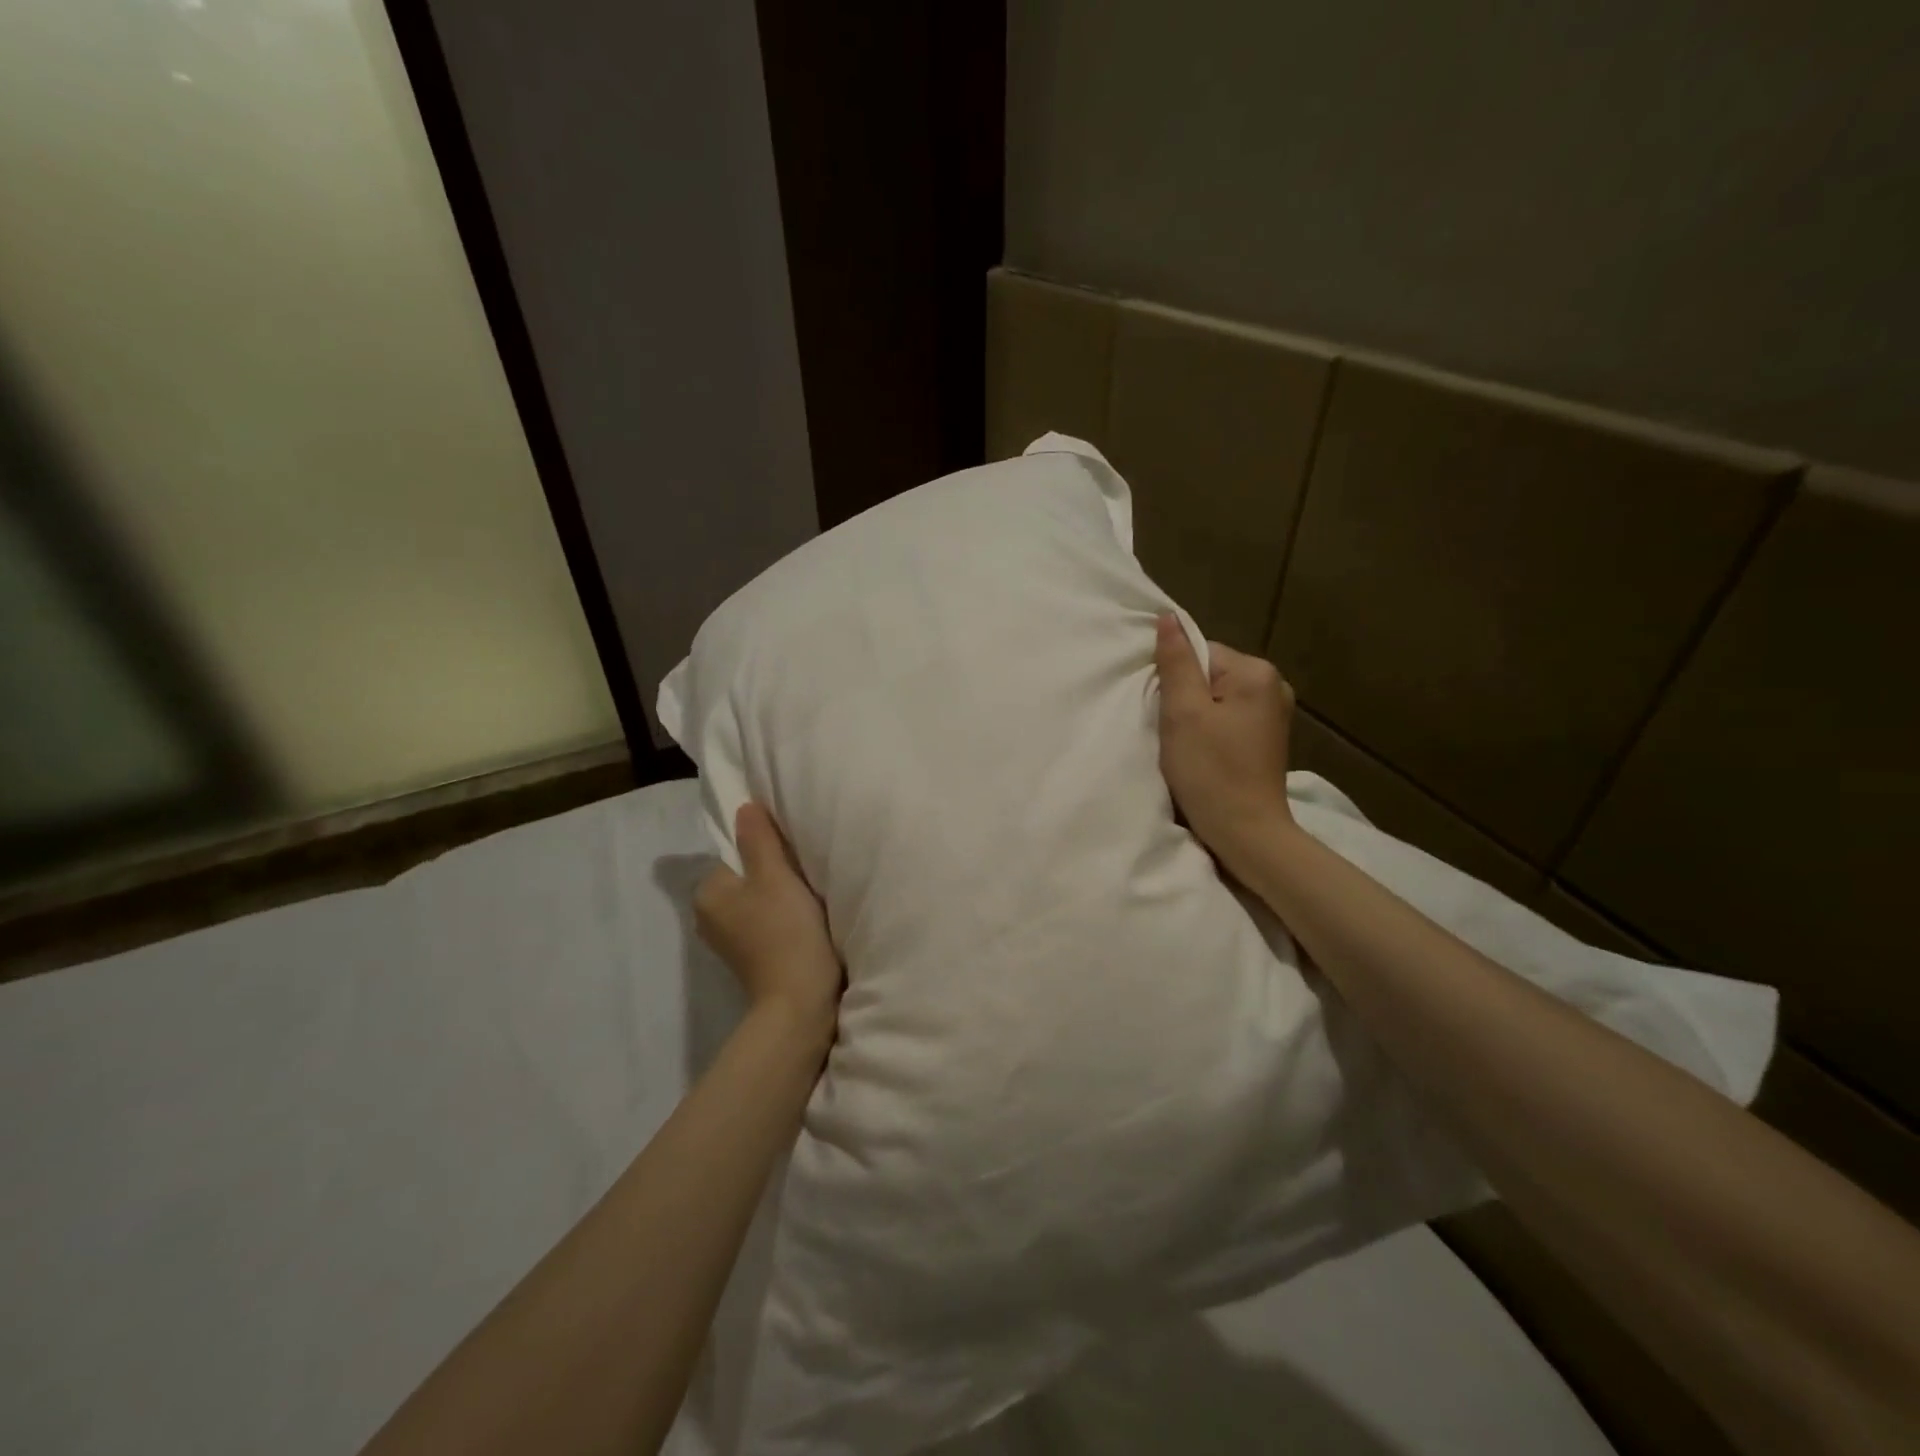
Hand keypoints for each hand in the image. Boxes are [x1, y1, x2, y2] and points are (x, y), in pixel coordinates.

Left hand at [695, 803, 842, 1051]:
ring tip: (807, 901)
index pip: (735, 853)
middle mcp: (708, 916)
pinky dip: (781, 918)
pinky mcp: (749, 958)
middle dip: (773, 873)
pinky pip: (763, 922)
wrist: (799, 1001)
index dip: (766, 850)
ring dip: (780, 896)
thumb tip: (743, 807)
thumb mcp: (775, 875)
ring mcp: (728, 941)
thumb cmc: (785, 931)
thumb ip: (759, 838)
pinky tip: (802, 923)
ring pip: (756, 899)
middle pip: (746, 876)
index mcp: (707, 893)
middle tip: (804, 877)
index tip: (793, 858)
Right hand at [1154, 614, 1297, 879]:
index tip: (1168, 714)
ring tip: (1188, 747)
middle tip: (1175, 733)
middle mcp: (1273, 685)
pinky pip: (1228, 719)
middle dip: (1186, 699)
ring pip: (1217, 699)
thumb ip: (1176, 663)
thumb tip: (1168, 618)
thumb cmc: (1210, 771)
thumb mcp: (1183, 713)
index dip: (1175, 680)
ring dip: (1196, 718)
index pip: (1199, 654)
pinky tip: (1205, 755)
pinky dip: (1211, 732)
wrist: (1246, 832)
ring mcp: (1275, 714)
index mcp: (1256, 672)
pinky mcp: (1268, 739)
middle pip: (1209, 675)